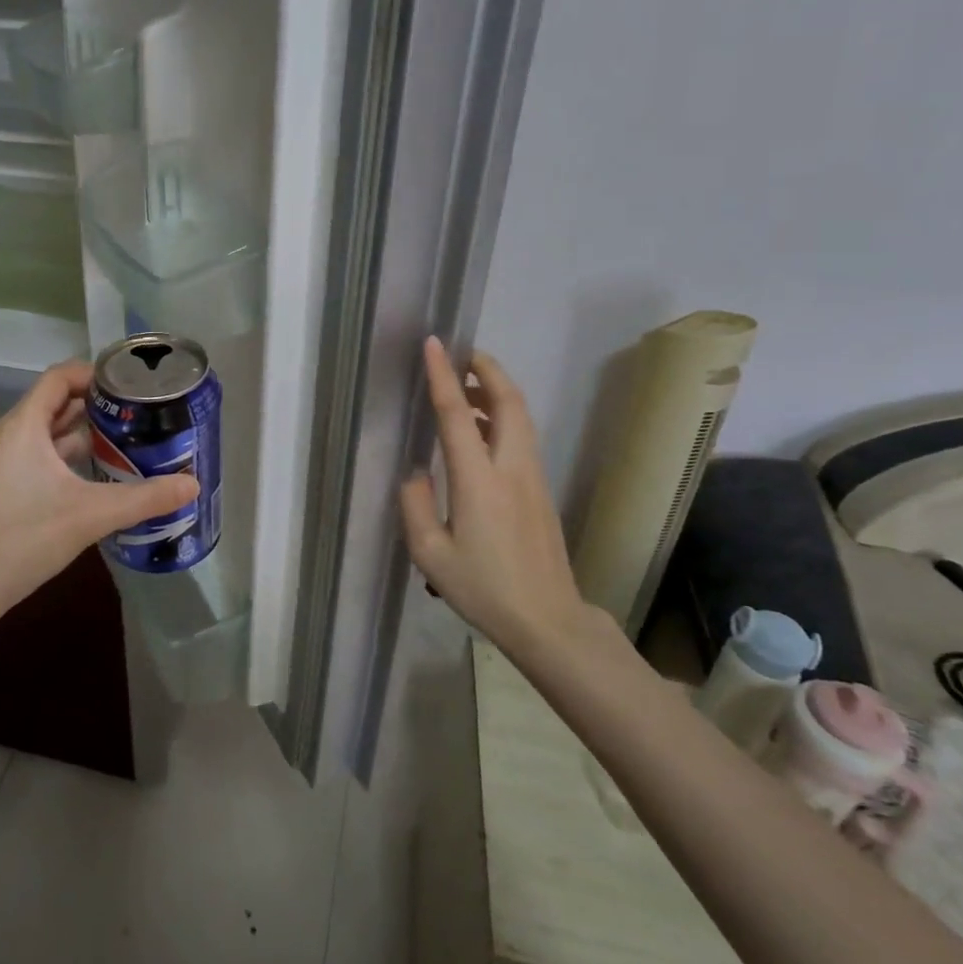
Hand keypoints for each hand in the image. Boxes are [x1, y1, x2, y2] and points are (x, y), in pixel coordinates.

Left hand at [0, 359, 197, 614]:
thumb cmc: (22, 536)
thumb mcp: (91, 514)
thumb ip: (144, 498)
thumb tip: (193, 484)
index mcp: (25, 425)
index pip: (60, 377)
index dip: (96, 373)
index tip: (134, 384)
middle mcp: (14, 435)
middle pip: (59, 403)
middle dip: (100, 405)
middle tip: (143, 414)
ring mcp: (7, 463)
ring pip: (53, 434)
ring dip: (88, 434)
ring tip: (131, 441)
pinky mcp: (8, 488)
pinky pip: (46, 458)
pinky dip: (74, 459)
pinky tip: (103, 478)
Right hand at [399, 337, 594, 657]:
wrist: (548, 620)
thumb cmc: (484, 589)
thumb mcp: (430, 555)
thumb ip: (414, 505)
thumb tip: (417, 472)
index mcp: (478, 481)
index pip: (457, 415)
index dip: (443, 375)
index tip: (434, 343)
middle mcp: (510, 468)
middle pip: (508, 401)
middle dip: (487, 369)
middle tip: (461, 355)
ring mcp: (532, 477)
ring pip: (521, 416)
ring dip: (496, 390)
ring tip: (466, 387)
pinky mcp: (541, 489)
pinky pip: (523, 436)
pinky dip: (504, 415)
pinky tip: (482, 427)